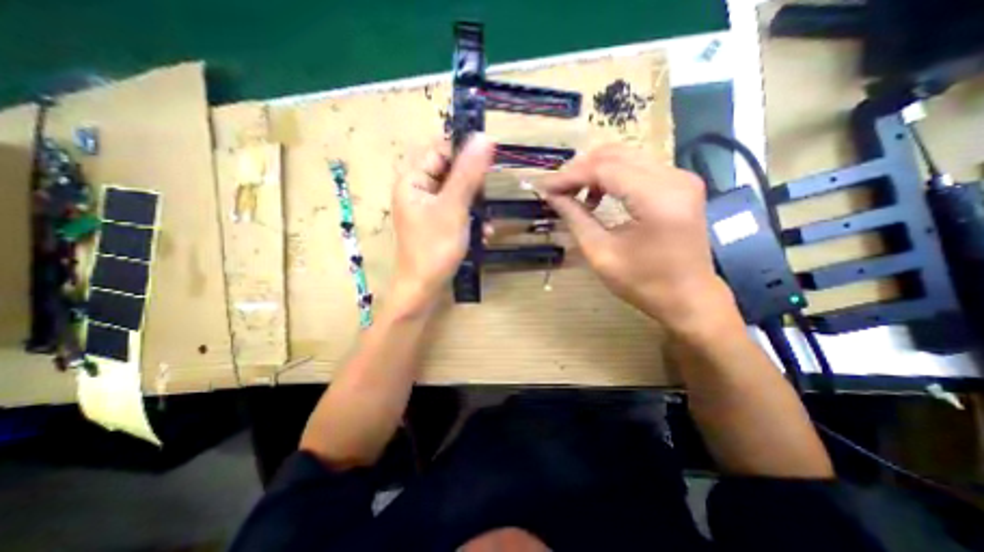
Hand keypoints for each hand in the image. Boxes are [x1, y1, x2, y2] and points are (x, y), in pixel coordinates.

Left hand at [385, 132, 488, 314]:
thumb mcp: (454, 207)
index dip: (465, 152)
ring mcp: (427, 208)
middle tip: (486, 200)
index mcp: (413, 180)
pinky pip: (457, 210)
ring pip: (458, 193)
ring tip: (486, 223)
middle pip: (450, 172)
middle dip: (473, 187)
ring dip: (476, 206)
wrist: (423, 289)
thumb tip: (484, 137)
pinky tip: (484, 233)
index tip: (490, 162)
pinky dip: (471, 219)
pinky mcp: (437, 223)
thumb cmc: (435, 247)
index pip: (440, 150)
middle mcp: (418, 190)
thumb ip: (468, 172)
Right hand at [537, 146, 736, 333]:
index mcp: (657, 198)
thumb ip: (576, 218)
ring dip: (594, 171)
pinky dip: (612, 176)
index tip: (545, 187)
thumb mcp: (601, 253)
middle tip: (557, 188)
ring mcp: (681, 177)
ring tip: (574, 193)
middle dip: (580, 169)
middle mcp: (674, 177)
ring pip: (626, 156)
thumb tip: (552, 195)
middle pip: (616, 155)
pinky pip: (638, 167)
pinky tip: (598, 195)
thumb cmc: (644, 283)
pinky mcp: (680, 184)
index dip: (569, 176)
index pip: (604, 169)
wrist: (689, 298)